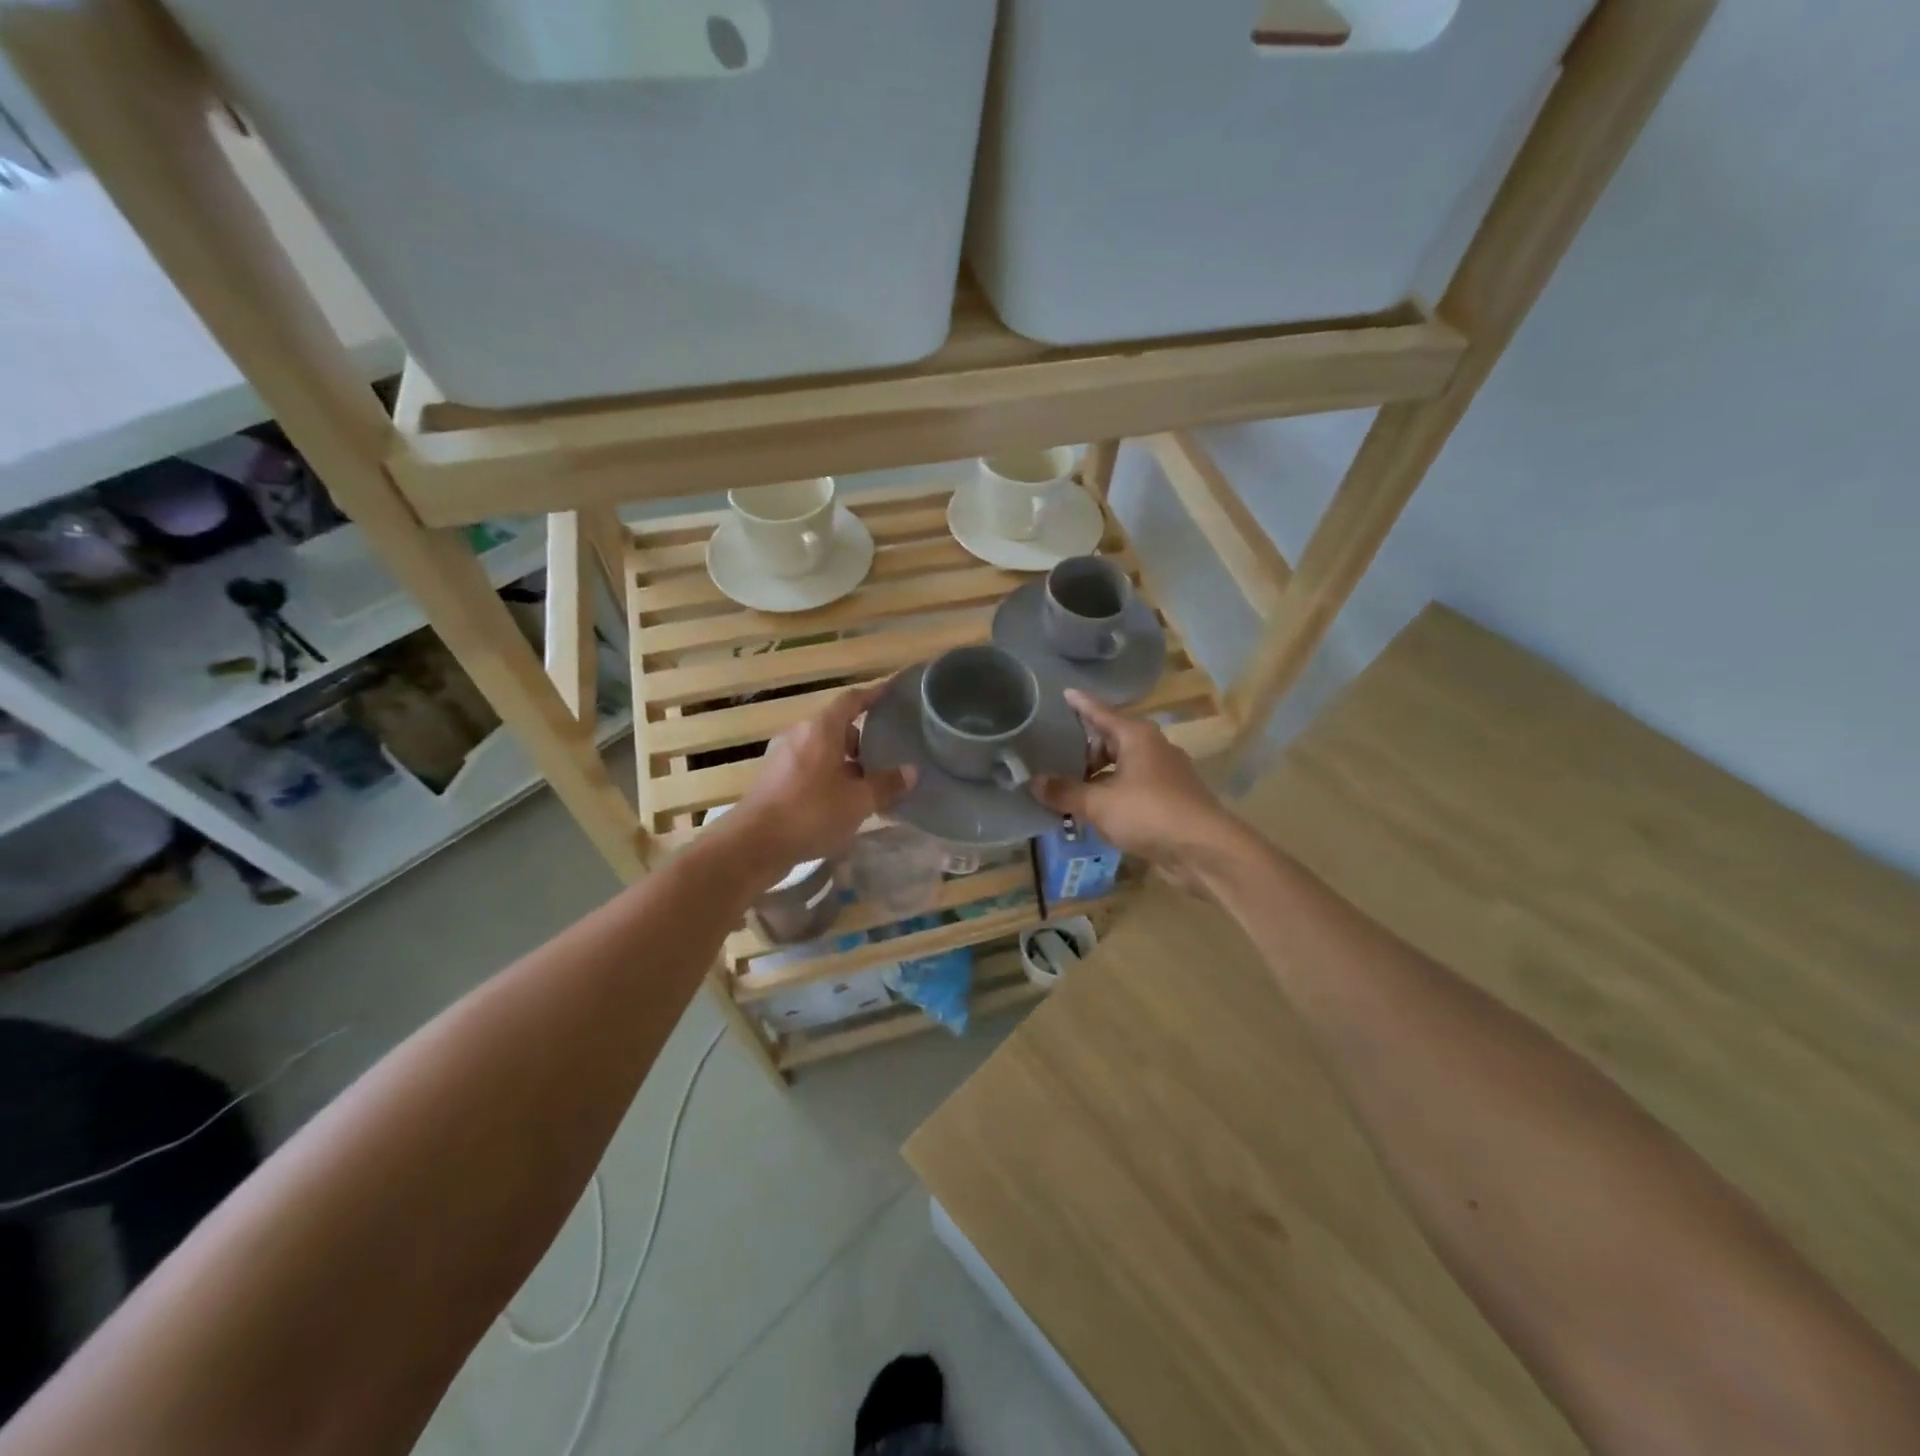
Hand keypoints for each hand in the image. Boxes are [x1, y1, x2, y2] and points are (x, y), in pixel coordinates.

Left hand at [722, 684, 914, 884]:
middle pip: (836, 728)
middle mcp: (799, 735)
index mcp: (820, 729)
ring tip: (865, 788)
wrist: (753, 844)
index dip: (872, 695)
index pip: (851, 701)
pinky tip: (838, 805)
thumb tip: (911, 771)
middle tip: (884, 760)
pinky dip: (826, 778)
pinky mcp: (772, 780)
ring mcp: (782, 757)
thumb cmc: (811, 813)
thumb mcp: (858, 802)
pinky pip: (808, 769)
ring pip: (821, 751)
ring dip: (844, 764)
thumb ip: (886, 784)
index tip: (890, 692)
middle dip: (861, 742)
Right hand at [1031, 691, 1252, 896]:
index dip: (1081, 704)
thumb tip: (1034, 782)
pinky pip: (1133, 789)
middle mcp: (1153, 748)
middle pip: (1111, 740)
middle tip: (1055, 759)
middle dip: (1084, 750)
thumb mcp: (1099, 804)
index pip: (1101, 712)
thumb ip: (1065, 792)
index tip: (1064, 693)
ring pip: (1122, 767)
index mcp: (1137, 736)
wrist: (1204, 850)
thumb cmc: (1149, 813)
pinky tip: (1096, 812)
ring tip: (1069, 791)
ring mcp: (1165, 774)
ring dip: (1097, 777)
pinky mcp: (1171, 800)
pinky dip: (1113, 795)